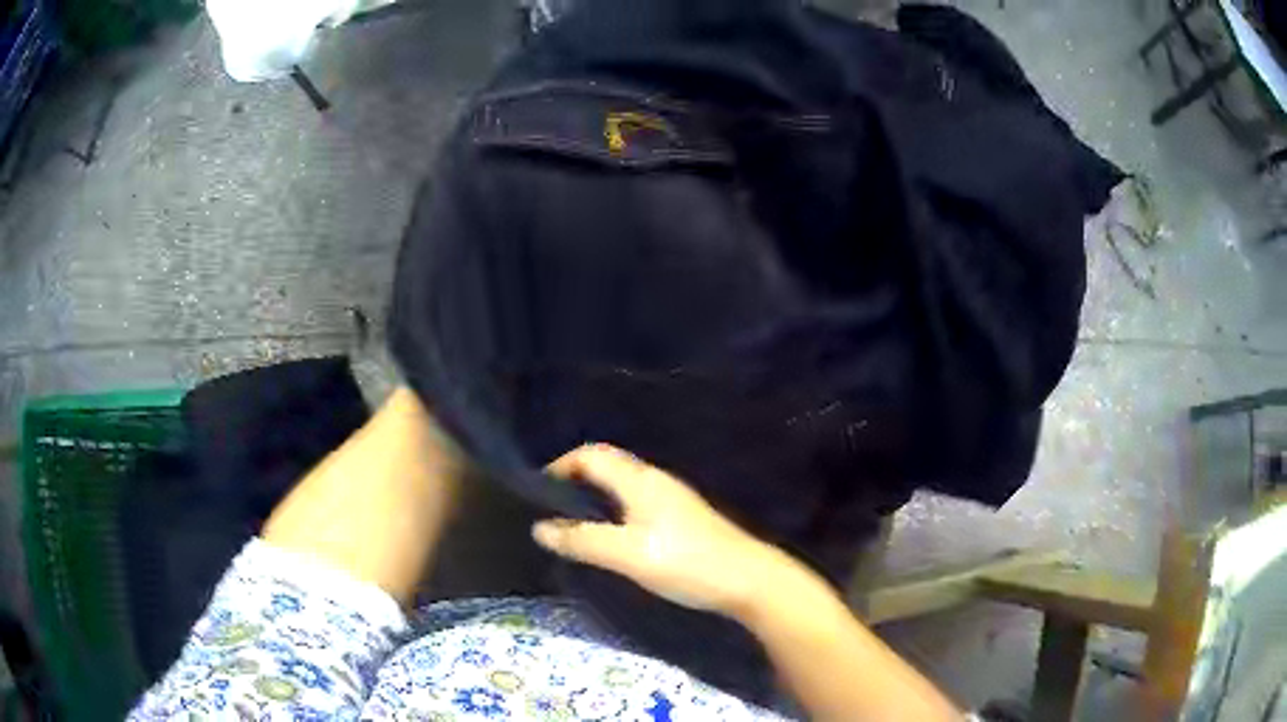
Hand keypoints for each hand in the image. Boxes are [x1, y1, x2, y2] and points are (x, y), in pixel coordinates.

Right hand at [532, 444, 779, 616]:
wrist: (749, 580)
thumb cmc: (686, 562)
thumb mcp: (628, 555)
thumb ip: (583, 541)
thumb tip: (539, 528)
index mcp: (640, 480)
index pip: (591, 455)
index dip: (560, 466)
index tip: (535, 492)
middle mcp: (655, 480)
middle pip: (607, 465)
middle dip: (574, 479)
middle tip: (548, 508)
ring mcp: (671, 498)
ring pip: (621, 484)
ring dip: (593, 495)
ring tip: (570, 523)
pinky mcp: (681, 518)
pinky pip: (635, 501)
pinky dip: (611, 509)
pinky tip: (608, 535)